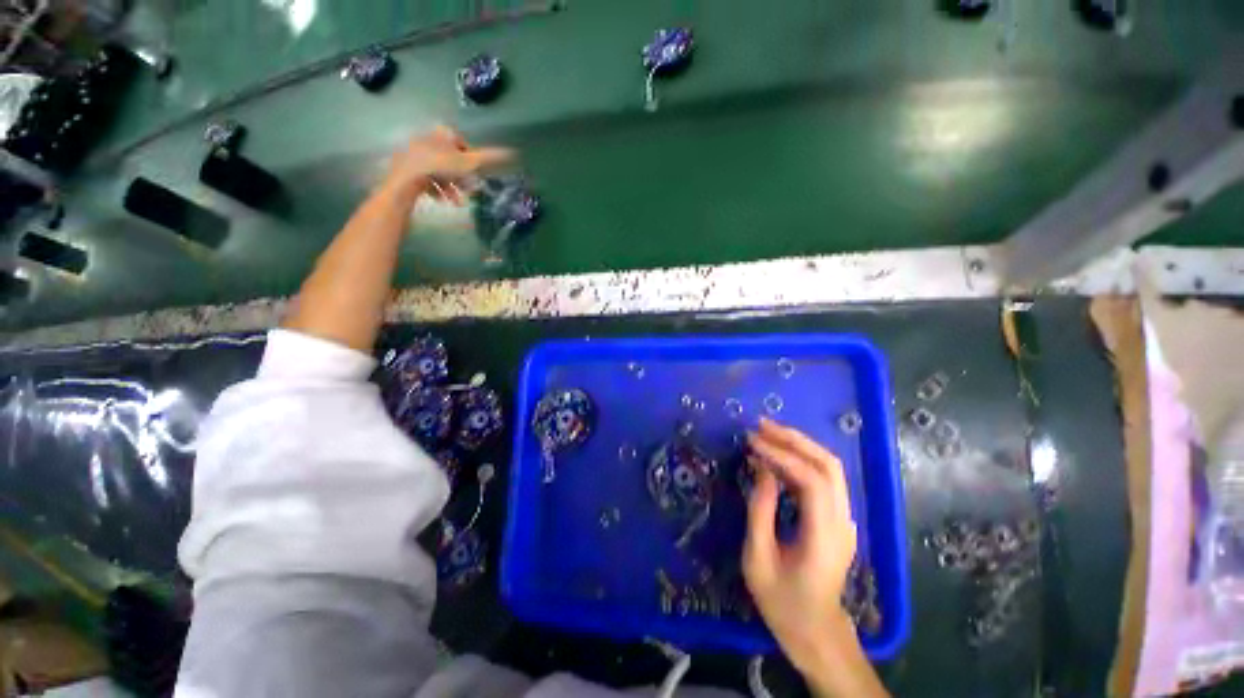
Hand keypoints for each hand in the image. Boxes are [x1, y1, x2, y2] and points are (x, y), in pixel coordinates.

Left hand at [383, 126, 512, 201]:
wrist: (407, 179)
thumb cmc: (440, 168)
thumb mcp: (469, 163)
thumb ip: (490, 158)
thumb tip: (513, 152)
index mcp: (442, 134)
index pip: (461, 142)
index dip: (470, 159)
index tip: (474, 173)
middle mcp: (427, 138)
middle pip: (449, 158)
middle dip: (460, 176)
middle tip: (467, 190)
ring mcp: (414, 152)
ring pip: (438, 169)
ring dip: (449, 186)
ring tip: (455, 201)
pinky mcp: (405, 166)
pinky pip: (424, 176)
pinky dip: (435, 188)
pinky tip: (441, 200)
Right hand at [744, 418, 858, 671]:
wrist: (815, 632)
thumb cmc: (782, 602)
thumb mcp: (758, 559)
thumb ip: (760, 510)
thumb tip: (762, 469)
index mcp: (824, 537)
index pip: (811, 481)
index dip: (781, 455)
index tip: (752, 441)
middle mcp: (843, 522)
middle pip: (829, 466)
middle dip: (794, 439)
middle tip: (761, 425)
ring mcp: (845, 519)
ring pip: (829, 468)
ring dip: (798, 445)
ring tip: (766, 432)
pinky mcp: (838, 518)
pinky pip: (823, 479)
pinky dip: (799, 460)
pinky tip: (776, 456)